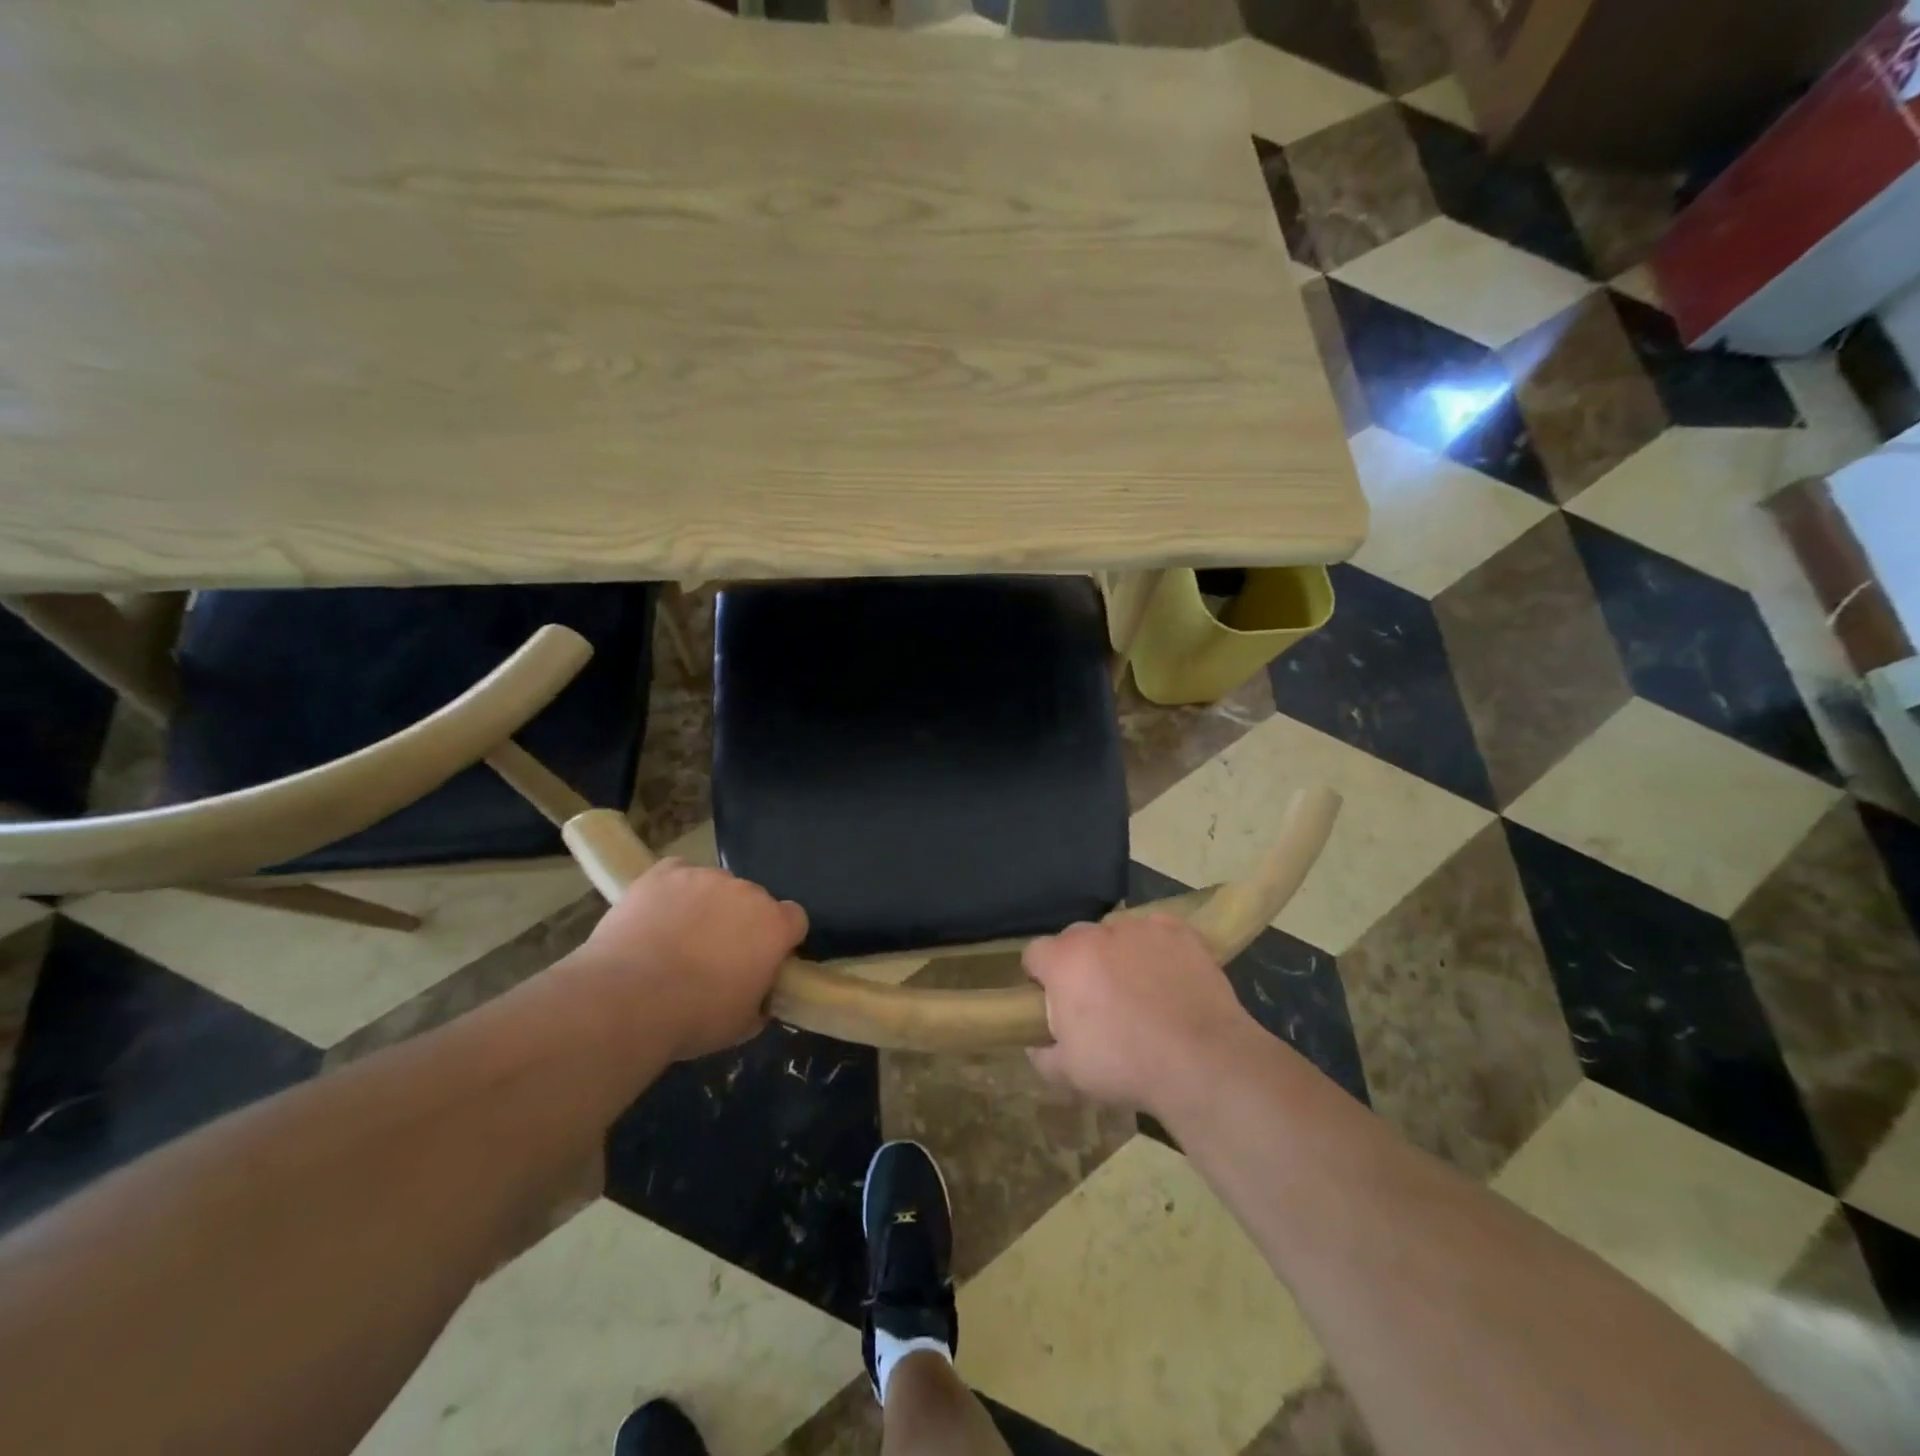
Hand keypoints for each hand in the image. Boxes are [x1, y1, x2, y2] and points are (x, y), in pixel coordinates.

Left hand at [578, 858, 807, 1059]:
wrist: (626, 999)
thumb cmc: (694, 1017)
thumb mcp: (742, 1024)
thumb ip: (761, 999)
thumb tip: (760, 995)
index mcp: (774, 926)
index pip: (794, 919)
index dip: (780, 938)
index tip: (763, 959)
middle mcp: (747, 892)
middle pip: (753, 900)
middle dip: (741, 921)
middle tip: (716, 954)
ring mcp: (705, 877)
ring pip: (715, 886)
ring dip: (706, 905)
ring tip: (678, 937)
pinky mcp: (664, 873)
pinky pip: (677, 873)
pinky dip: (672, 890)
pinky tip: (656, 915)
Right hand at [1023, 914, 1255, 1115]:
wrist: (1202, 1061)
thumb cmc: (1126, 1066)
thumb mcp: (1070, 1074)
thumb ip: (1043, 1055)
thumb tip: (1037, 1044)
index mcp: (1065, 961)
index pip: (1035, 953)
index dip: (1039, 976)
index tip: (1051, 999)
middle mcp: (1098, 933)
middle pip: (1076, 939)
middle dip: (1079, 963)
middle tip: (1096, 1000)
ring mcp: (1141, 928)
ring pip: (1117, 934)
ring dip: (1118, 955)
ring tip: (1139, 991)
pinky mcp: (1179, 932)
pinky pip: (1157, 934)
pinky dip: (1157, 950)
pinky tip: (1169, 979)